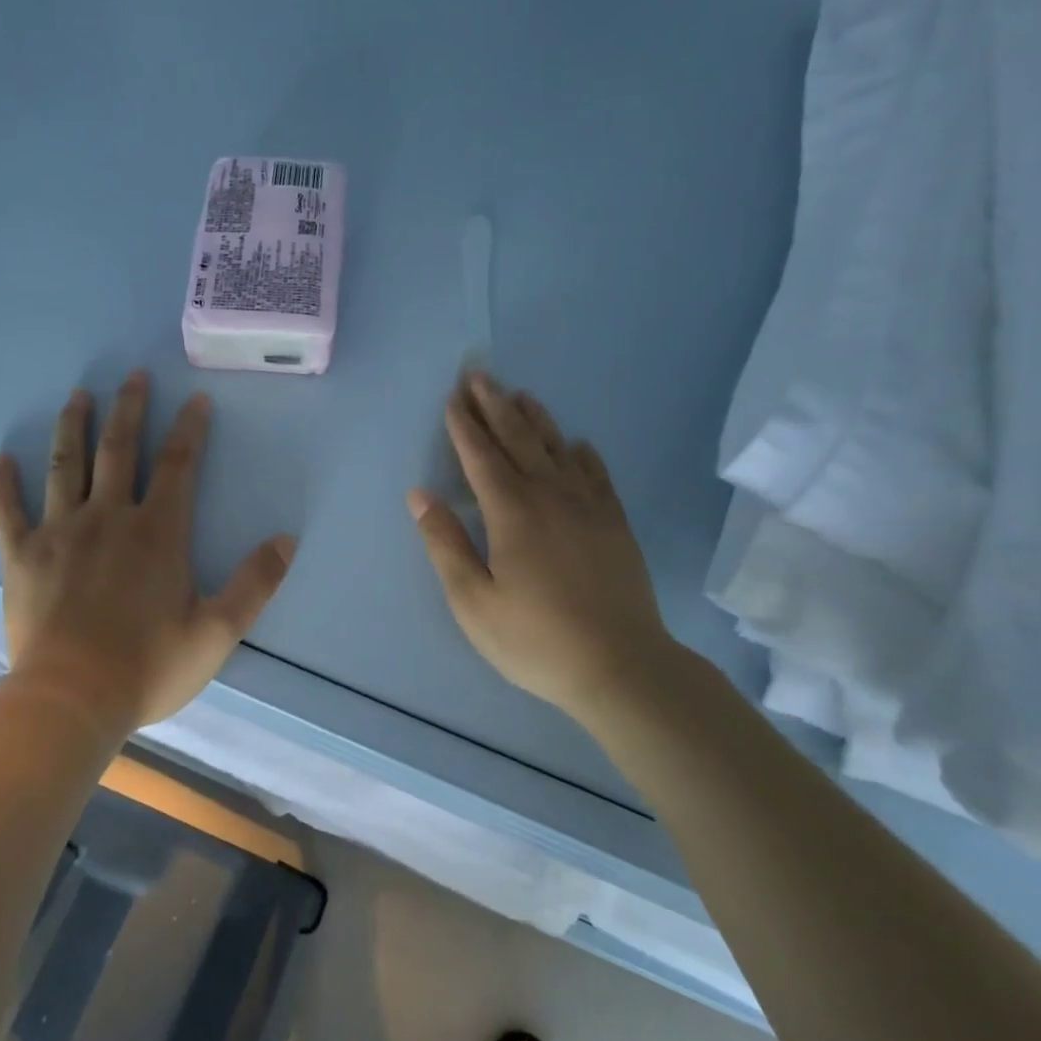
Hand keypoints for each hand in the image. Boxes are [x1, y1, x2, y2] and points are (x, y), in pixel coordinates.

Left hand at [0, 371, 294, 735]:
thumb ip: (256, 583)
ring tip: (79, 395)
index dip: (190, 429)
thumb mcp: (218, 631)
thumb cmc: (149, 667)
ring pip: (65, 465)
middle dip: (130, 409)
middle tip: (134, 375)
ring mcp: (59, 532)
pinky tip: (3, 459)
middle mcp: (108, 518)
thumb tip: (288, 539)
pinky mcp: (21, 556)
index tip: (196, 399)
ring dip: (74, 427)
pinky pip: (9, 510)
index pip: (178, 465)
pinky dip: (4, 484)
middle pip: (119, 449)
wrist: (72, 700)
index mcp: (157, 532)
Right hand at [408, 374, 678, 724]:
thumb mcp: (473, 601)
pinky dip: (583, 454)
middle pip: (519, 439)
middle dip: (495, 406)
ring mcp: (589, 507)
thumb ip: (445, 544)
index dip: (465, 426)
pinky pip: (597, 474)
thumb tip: (419, 495)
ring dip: (536, 419)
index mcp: (512, 512)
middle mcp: (551, 496)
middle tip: (480, 375)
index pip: (481, 456)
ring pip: (558, 449)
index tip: (453, 397)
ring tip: (520, 395)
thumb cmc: (535, 639)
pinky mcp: (615, 524)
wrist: (621, 666)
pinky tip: (577, 444)